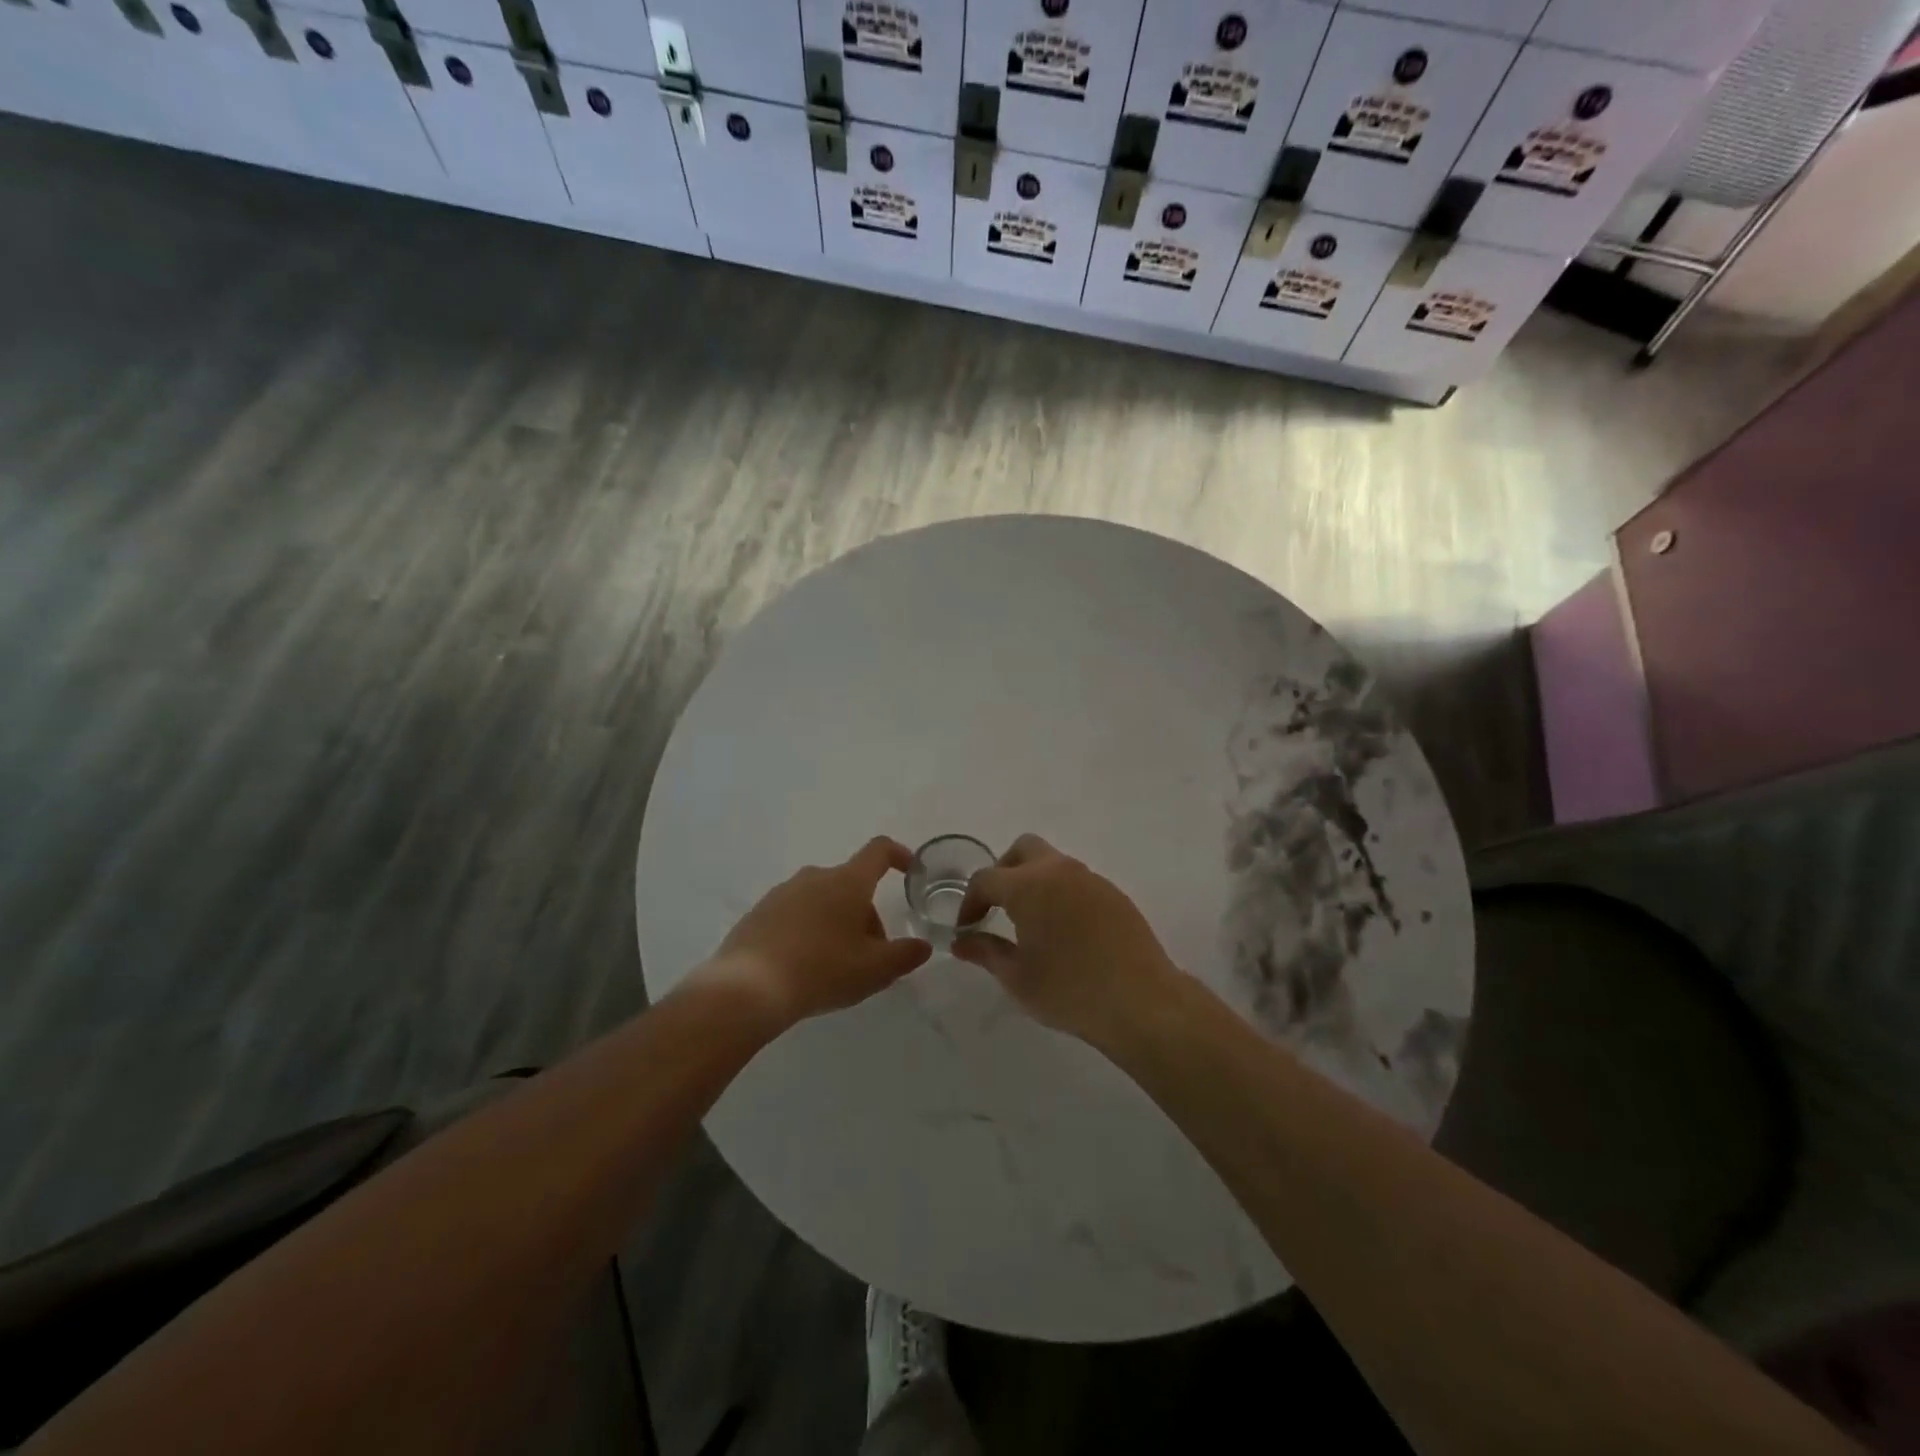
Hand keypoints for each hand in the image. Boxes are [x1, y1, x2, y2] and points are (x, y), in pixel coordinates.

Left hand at [693, 837, 933, 1031]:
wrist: (748, 988)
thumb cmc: (822, 970)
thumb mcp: (874, 970)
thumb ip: (905, 955)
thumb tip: (922, 945)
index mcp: (847, 882)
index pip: (880, 851)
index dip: (900, 855)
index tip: (910, 871)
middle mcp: (814, 877)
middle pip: (852, 885)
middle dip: (867, 914)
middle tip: (870, 955)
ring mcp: (782, 892)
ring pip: (822, 900)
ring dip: (837, 923)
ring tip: (836, 966)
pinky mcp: (759, 912)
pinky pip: (795, 914)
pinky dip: (808, 931)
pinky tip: (804, 967)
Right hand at [952, 834, 1178, 1047]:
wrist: (1141, 1002)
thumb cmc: (1070, 991)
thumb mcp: (1017, 977)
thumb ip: (985, 952)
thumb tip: (961, 941)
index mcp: (1029, 886)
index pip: (986, 878)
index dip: (970, 901)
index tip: (968, 928)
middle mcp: (1059, 871)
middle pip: (1023, 850)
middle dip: (1003, 872)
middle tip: (998, 908)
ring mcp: (1091, 880)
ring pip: (1053, 863)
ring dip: (1035, 881)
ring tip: (1032, 922)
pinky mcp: (1114, 895)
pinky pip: (1078, 881)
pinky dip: (1061, 894)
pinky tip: (1066, 932)